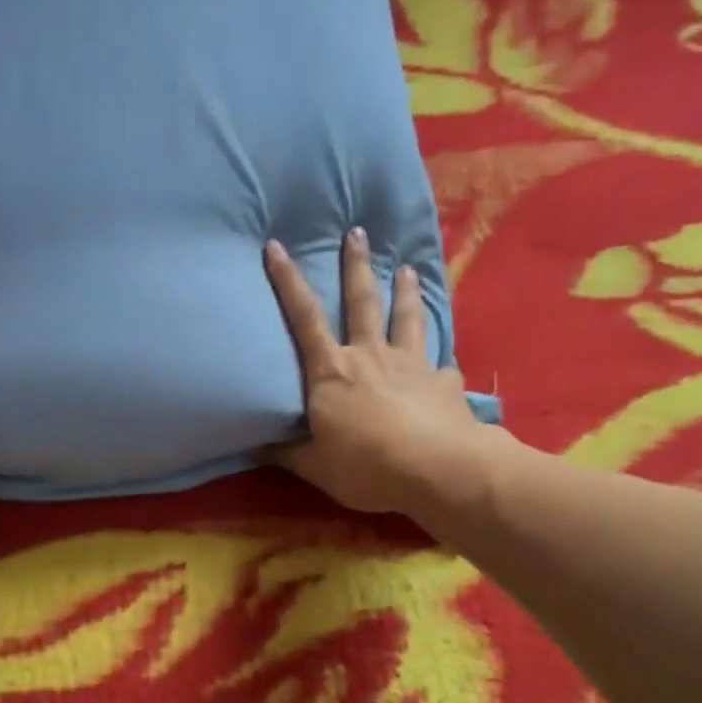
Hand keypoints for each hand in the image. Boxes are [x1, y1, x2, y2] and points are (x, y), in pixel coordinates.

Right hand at [265, 230, 500, 516]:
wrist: (438, 471)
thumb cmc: (365, 466)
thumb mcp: (313, 466)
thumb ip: (287, 451)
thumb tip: (256, 445)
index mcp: (331, 372)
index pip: (303, 318)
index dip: (287, 281)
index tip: (275, 246)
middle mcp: (370, 356)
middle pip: (361, 302)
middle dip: (356, 265)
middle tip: (358, 232)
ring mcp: (411, 365)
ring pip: (407, 319)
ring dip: (406, 292)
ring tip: (408, 268)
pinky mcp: (444, 384)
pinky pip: (442, 366)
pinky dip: (441, 363)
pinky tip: (445, 364)